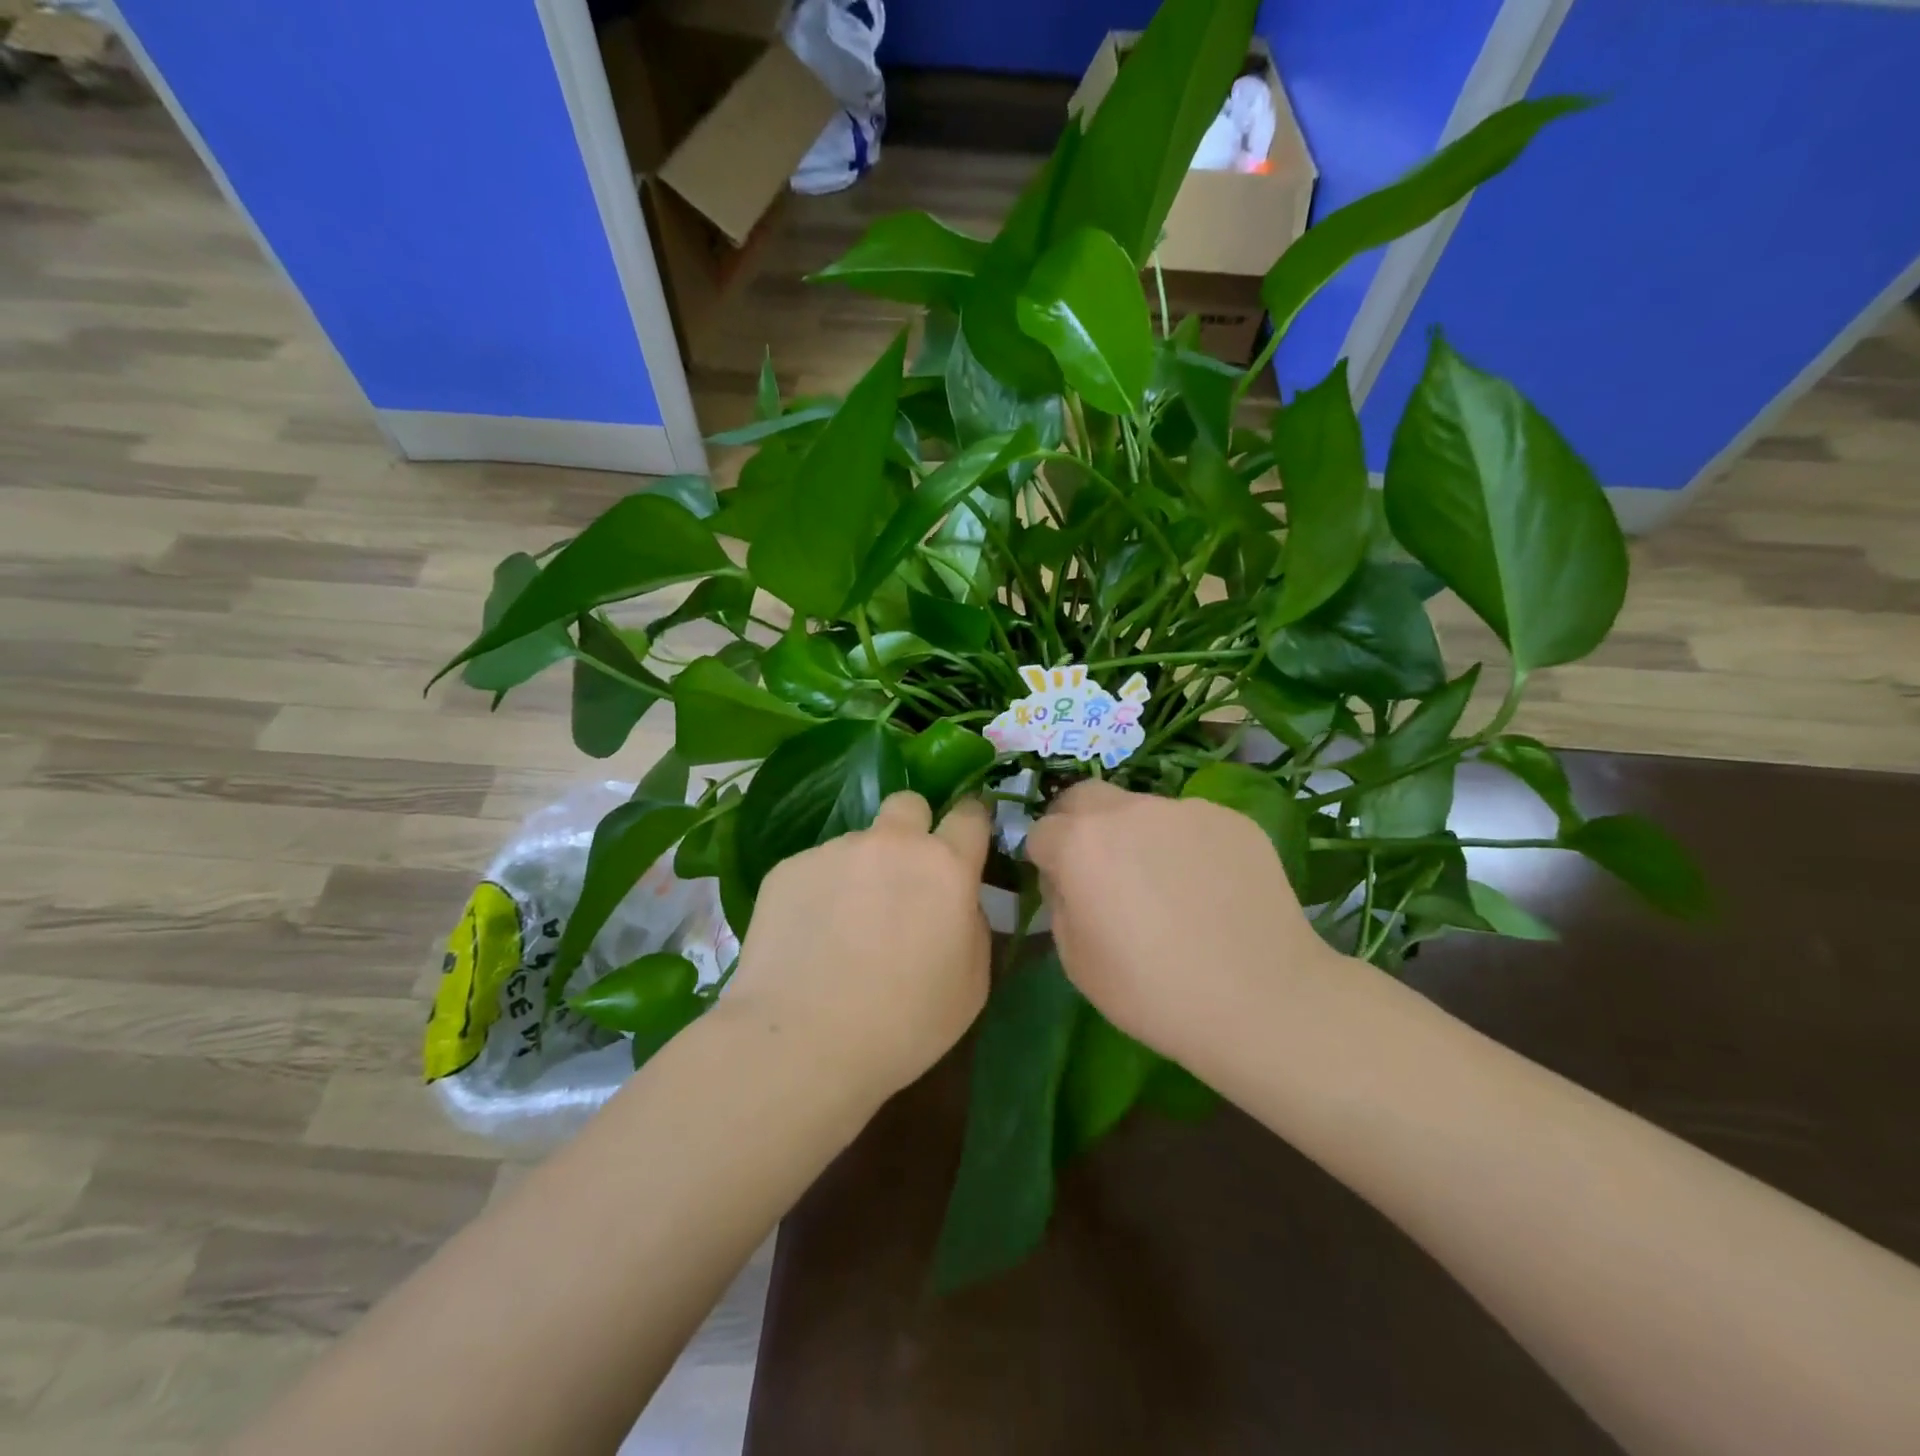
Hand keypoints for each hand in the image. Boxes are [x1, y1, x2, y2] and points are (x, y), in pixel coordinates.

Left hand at [722, 792, 991, 1097]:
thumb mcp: (972, 984)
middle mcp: (891, 843)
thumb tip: (957, 902)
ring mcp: (834, 850)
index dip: (970, 823)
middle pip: (908, 804)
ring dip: (860, 871)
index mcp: (945, 866)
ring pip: (858, 844)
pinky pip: (816, 869)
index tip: (964, 843)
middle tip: (902, 876)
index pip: (970, 814)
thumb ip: (973, 925)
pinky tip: (808, 939)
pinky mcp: (788, 868)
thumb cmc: (904, 1023)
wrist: (803, 1041)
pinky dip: (819, 893)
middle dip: (912, 828)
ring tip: (843, 928)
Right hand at [1025, 780, 1347, 1068]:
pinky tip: (1208, 889)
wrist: (1261, 1000)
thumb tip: (1068, 879)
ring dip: (1135, 834)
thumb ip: (1059, 903)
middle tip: (1099, 868)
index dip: (1046, 860)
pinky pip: (1190, 824)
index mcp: (1079, 843)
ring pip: (1141, 809)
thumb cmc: (1153, 992)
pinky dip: (1185, 846)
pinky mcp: (1231, 819)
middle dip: (1077, 823)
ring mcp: (1184, 809)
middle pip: (1084, 797)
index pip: (1041, 831)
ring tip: (1165, 885)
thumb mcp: (1076, 961)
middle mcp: (1127, 810)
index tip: (1063, 888)